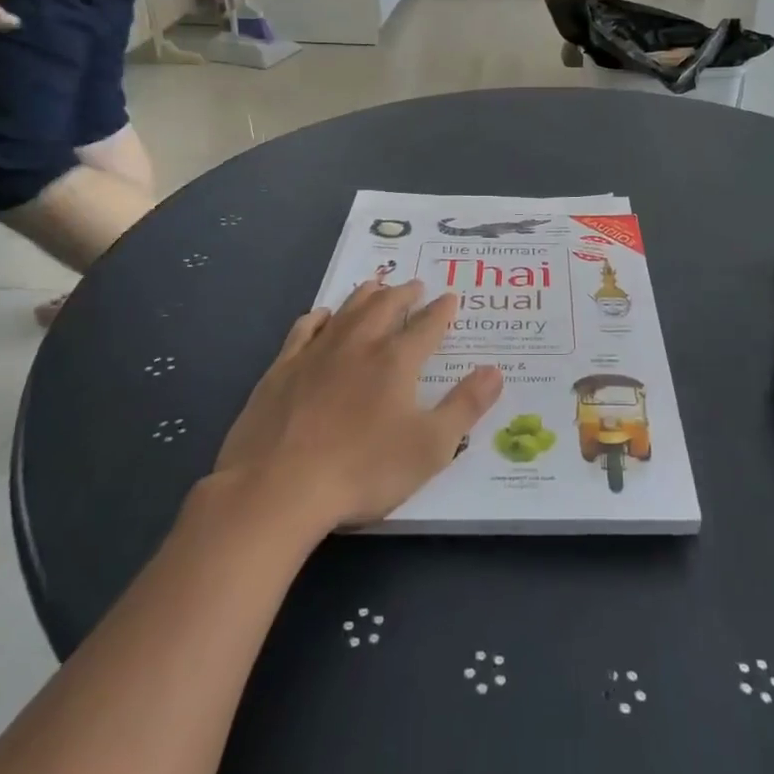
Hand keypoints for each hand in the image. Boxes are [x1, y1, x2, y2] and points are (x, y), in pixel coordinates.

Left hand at [216, 279, 502, 528]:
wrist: (278, 488)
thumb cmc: (363, 470)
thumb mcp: (431, 447)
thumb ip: (465, 406)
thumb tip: (495, 370)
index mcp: (396, 361)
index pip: (427, 325)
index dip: (442, 310)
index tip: (450, 297)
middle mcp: (359, 344)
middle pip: (385, 306)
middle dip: (404, 293)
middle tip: (415, 285)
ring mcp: (316, 353)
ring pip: (347, 310)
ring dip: (366, 294)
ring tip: (376, 285)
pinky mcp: (282, 369)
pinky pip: (304, 329)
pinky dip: (320, 317)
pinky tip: (323, 315)